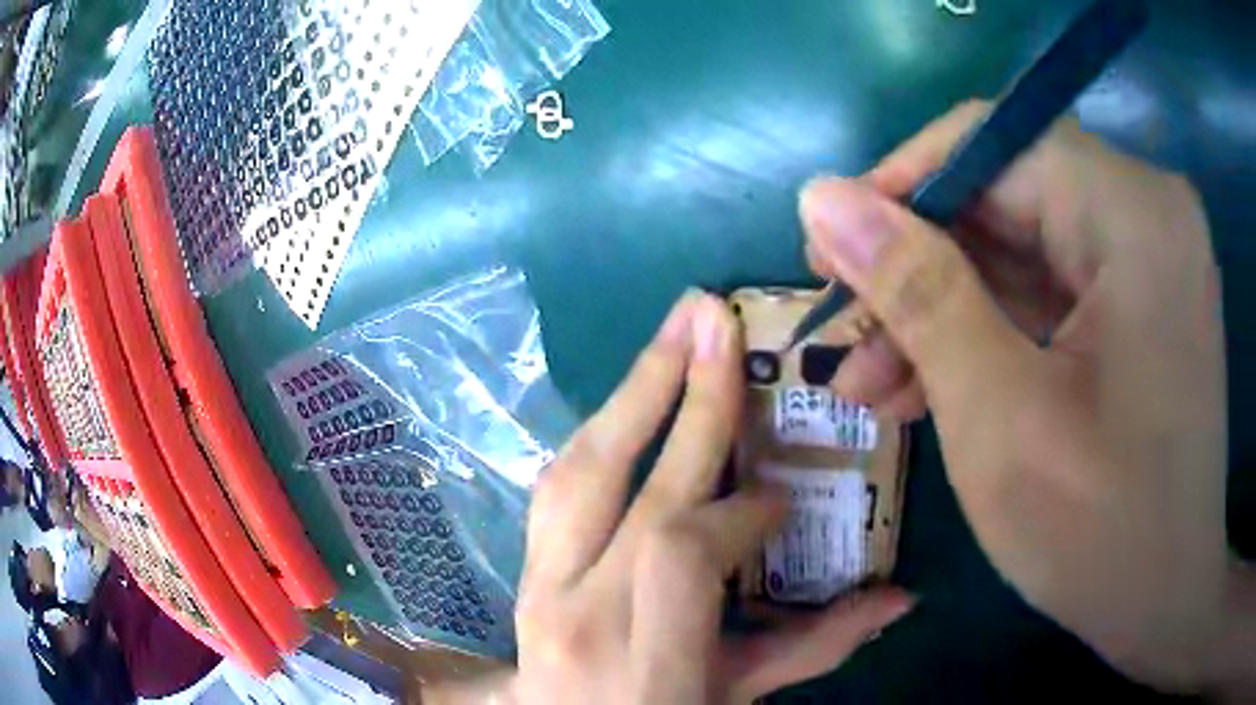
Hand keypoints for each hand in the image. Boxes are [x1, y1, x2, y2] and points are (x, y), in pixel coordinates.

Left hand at [438, 293, 913, 703]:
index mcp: (645, 661)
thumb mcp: (736, 701)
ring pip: (575, 473)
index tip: (780, 498)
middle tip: (712, 315)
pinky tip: (631, 399)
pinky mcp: (520, 576)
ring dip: (629, 395)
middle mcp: (578, 614)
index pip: (685, 548)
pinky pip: (554, 489)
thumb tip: (900, 597)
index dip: (740, 510)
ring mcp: (535, 590)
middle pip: (626, 485)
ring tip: (671, 333)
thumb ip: (812, 649)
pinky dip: (599, 438)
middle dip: (682, 394)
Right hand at [800, 100, 1236, 691]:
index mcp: (1132, 212)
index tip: (830, 252)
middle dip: (919, 265)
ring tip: (871, 382)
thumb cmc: (1098, 530)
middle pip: (1005, 193)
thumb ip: (915, 290)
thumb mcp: (997, 415)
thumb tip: (820, 197)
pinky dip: (990, 330)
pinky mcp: (1141, 300)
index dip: (899, 186)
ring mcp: (1148, 255)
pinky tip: (930, 384)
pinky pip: (1049, 287)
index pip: (990, 140)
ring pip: (1020, 246)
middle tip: (845, 331)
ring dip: (945, 308)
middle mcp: (1146, 210)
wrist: (1164, 601)